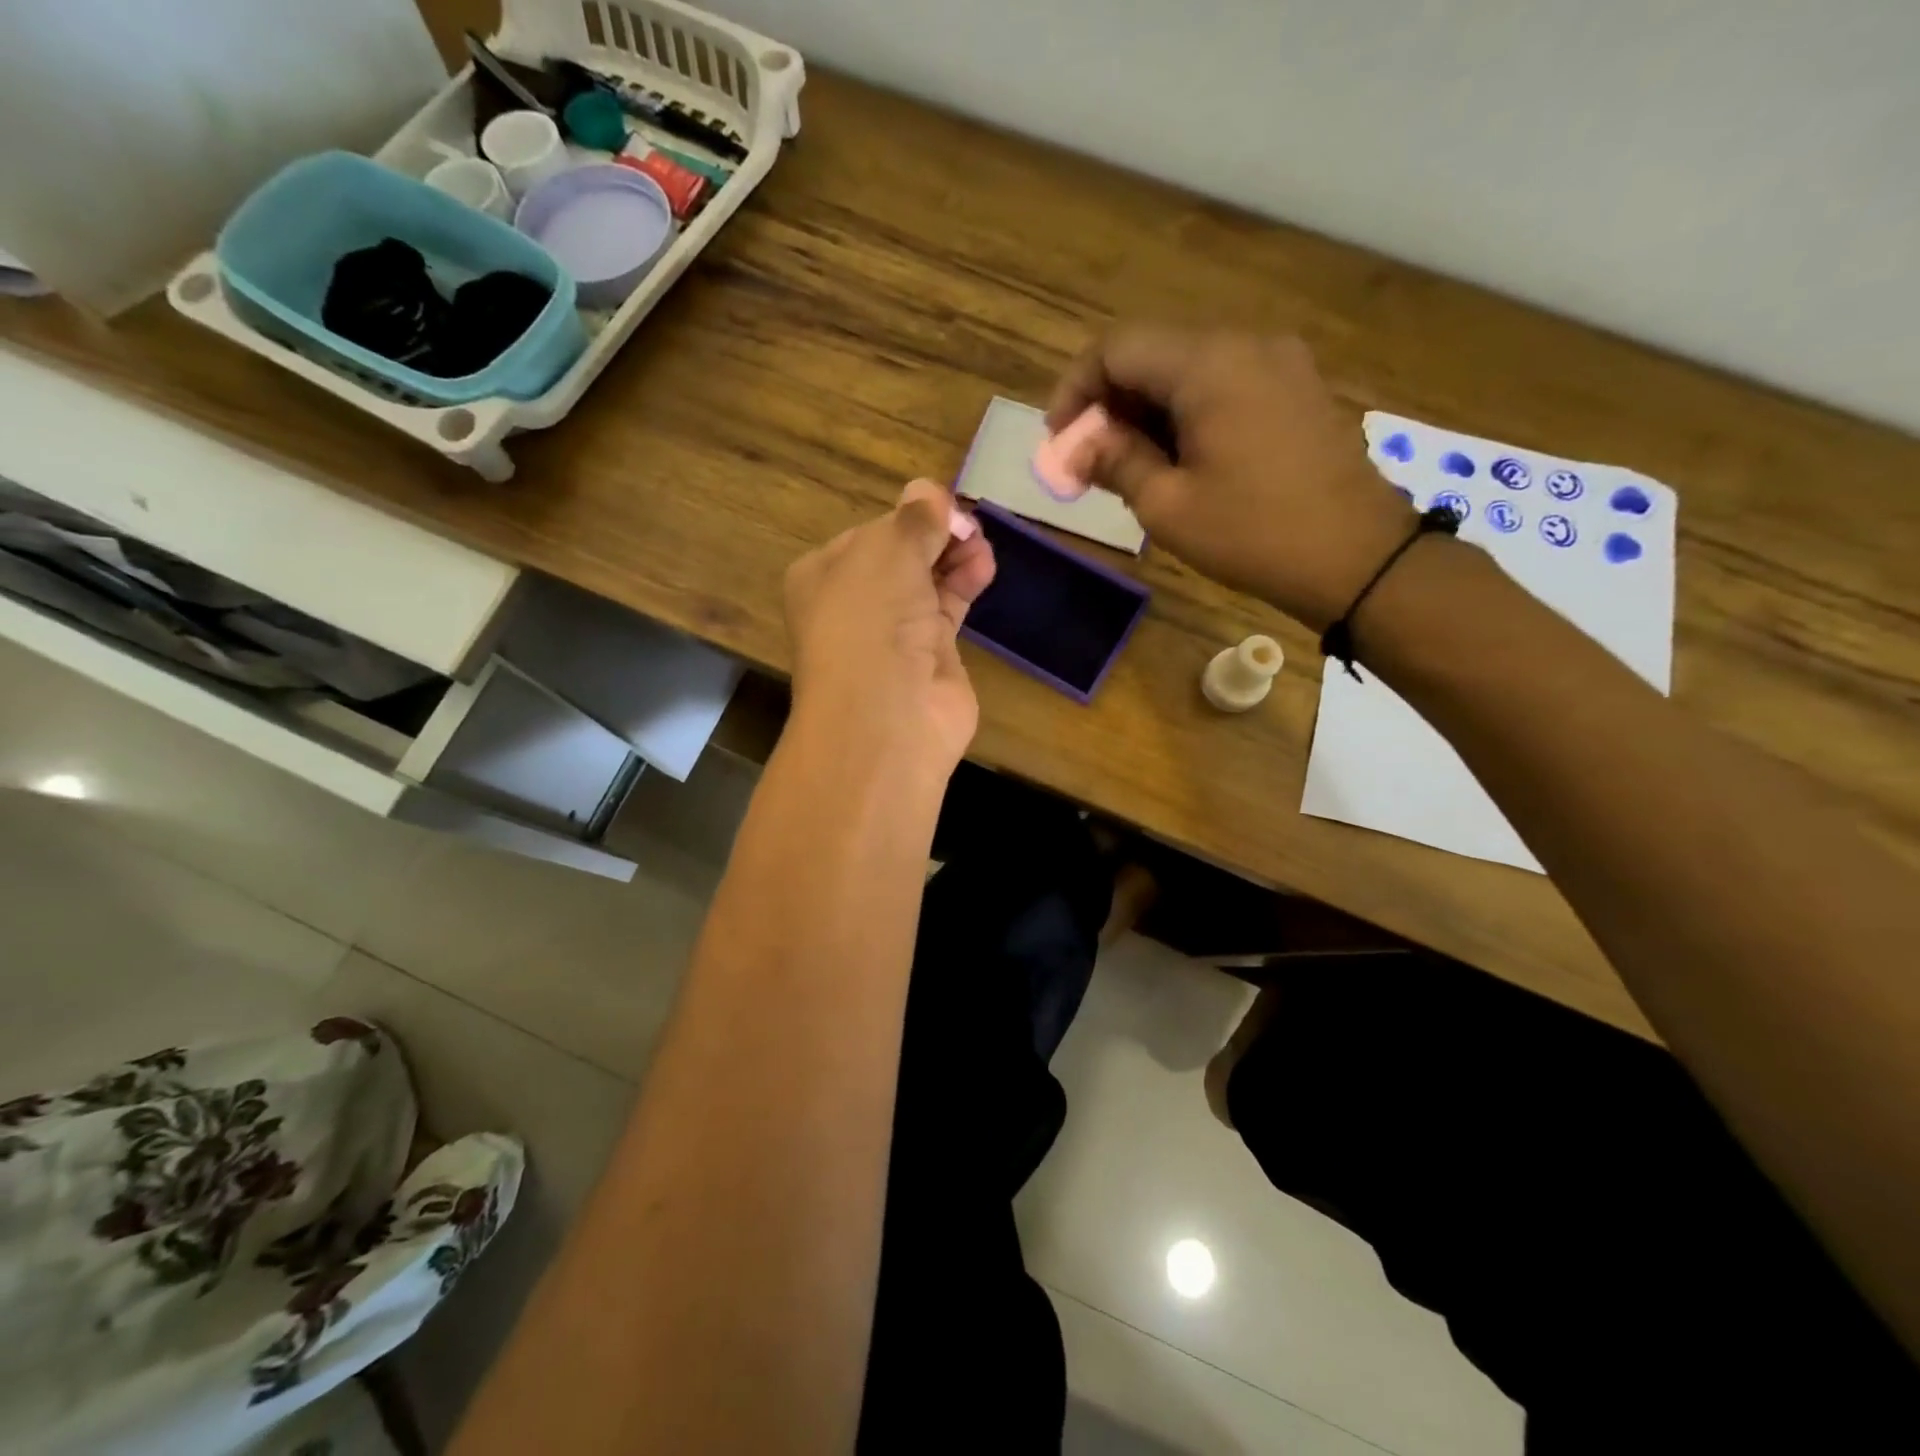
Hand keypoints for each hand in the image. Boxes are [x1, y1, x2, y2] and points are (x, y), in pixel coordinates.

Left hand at [784, 479, 995, 772]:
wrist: (886, 716)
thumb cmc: (870, 620)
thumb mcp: (887, 551)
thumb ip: (913, 519)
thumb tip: (928, 490)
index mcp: (824, 575)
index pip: (871, 533)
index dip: (908, 517)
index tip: (942, 505)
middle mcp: (856, 604)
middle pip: (902, 556)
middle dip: (935, 536)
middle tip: (967, 524)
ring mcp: (893, 633)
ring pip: (928, 581)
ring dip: (955, 557)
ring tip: (980, 543)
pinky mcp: (931, 656)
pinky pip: (949, 608)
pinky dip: (965, 584)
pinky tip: (983, 566)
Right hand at [1049, 328, 1412, 631]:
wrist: (1357, 557)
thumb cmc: (1252, 533)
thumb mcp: (1167, 506)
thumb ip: (1116, 462)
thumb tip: (1079, 444)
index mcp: (1207, 365)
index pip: (1117, 349)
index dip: (1076, 390)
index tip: (1060, 441)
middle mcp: (1245, 344)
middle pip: (1153, 354)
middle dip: (1110, 404)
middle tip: (1090, 461)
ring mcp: (1278, 362)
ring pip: (1188, 369)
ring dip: (1147, 411)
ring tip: (1130, 467)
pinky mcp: (1296, 388)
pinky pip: (1224, 384)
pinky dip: (1186, 413)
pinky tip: (1178, 459)